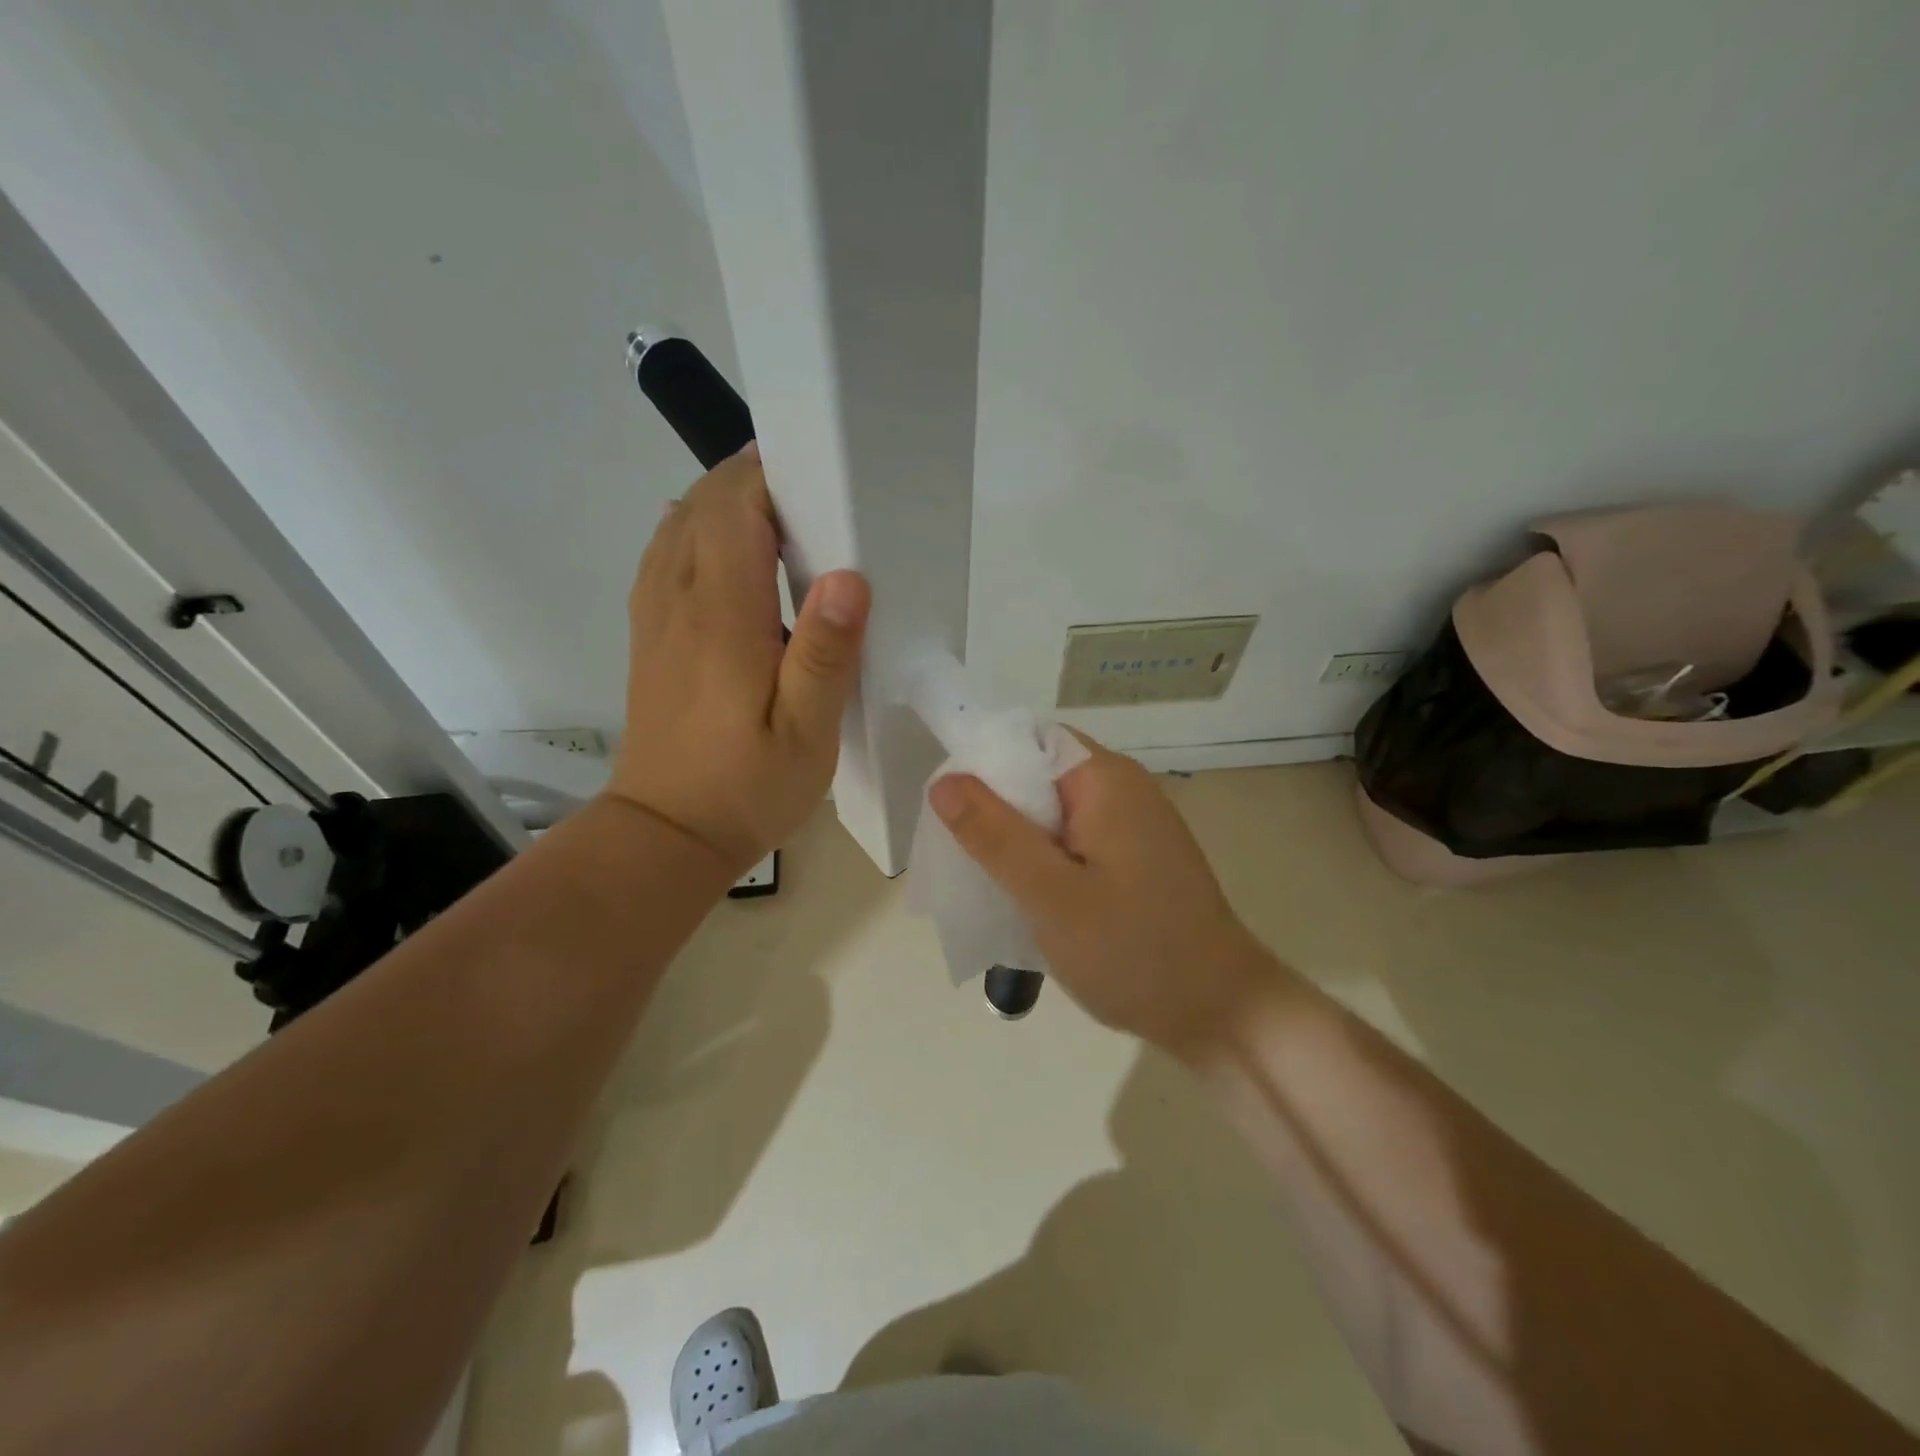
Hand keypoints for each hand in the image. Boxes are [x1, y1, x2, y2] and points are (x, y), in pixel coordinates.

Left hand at [606, 445, 870, 872]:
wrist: (666, 833)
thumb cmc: (746, 788)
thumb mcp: (805, 734)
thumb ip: (824, 654)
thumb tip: (848, 576)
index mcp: (721, 616)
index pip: (734, 508)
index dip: (771, 475)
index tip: (820, 473)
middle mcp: (678, 600)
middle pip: (703, 505)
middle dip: (751, 479)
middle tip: (813, 490)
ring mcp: (655, 615)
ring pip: (679, 525)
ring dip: (723, 502)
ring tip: (779, 511)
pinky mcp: (650, 634)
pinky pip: (665, 556)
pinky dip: (696, 531)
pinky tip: (726, 549)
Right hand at [928, 733, 1271, 1057]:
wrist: (1220, 1013)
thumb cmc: (1133, 951)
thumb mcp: (1051, 895)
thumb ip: (995, 835)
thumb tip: (945, 780)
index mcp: (1106, 780)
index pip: (1029, 739)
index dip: (983, 761)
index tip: (948, 806)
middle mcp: (1123, 789)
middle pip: (1040, 773)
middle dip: (995, 806)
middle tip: (957, 850)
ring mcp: (1133, 824)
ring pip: (1054, 811)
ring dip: (1017, 837)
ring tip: (983, 876)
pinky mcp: (1136, 857)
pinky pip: (1076, 839)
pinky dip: (1045, 857)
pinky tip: (1025, 894)